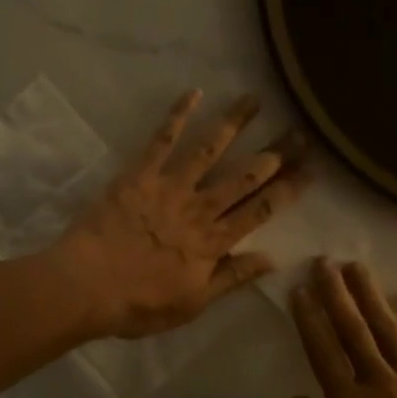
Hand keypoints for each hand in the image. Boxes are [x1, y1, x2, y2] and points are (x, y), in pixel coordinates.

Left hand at [54, 90, 308, 339]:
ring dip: (234, 124)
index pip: (261, 211)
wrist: (86, 287)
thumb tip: (274, 258)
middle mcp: (199, 209)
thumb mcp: (193, 303)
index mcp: (214, 242)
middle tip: (299, 132)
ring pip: (209, 150)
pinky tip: (194, 93)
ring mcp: (170, 188)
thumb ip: (233, 277)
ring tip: (254, 100)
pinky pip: (162, 140)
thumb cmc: (139, 304)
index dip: (287, 190)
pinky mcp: (140, 175)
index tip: (310, 171)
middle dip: (274, 154)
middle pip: (244, 177)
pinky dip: (178, 115)